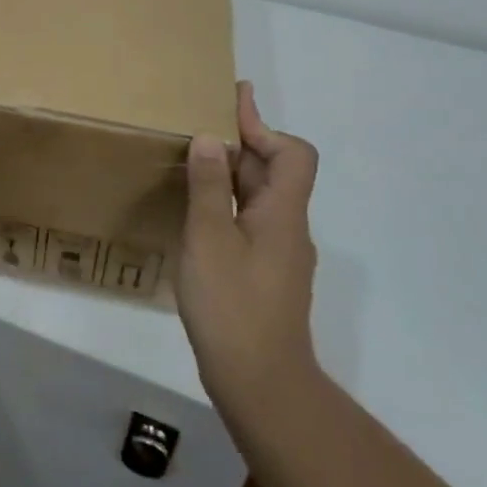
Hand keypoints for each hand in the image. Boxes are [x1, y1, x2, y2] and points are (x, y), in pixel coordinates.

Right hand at [176, 80, 321, 415]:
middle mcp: (288, 228)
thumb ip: (208, 187)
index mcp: (282, 213)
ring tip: (192, 158)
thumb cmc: (233, 306)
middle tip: (202, 121)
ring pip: (260, 197)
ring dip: (232, 171)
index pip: (293, 153)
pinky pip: (249, 220)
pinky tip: (196, 210)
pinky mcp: (265, 274)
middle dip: (243, 141)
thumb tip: (211, 139)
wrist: (261, 385)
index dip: (264, 126)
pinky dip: (227, 201)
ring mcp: (278, 254)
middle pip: (275, 171)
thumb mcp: (209, 239)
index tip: (232, 101)